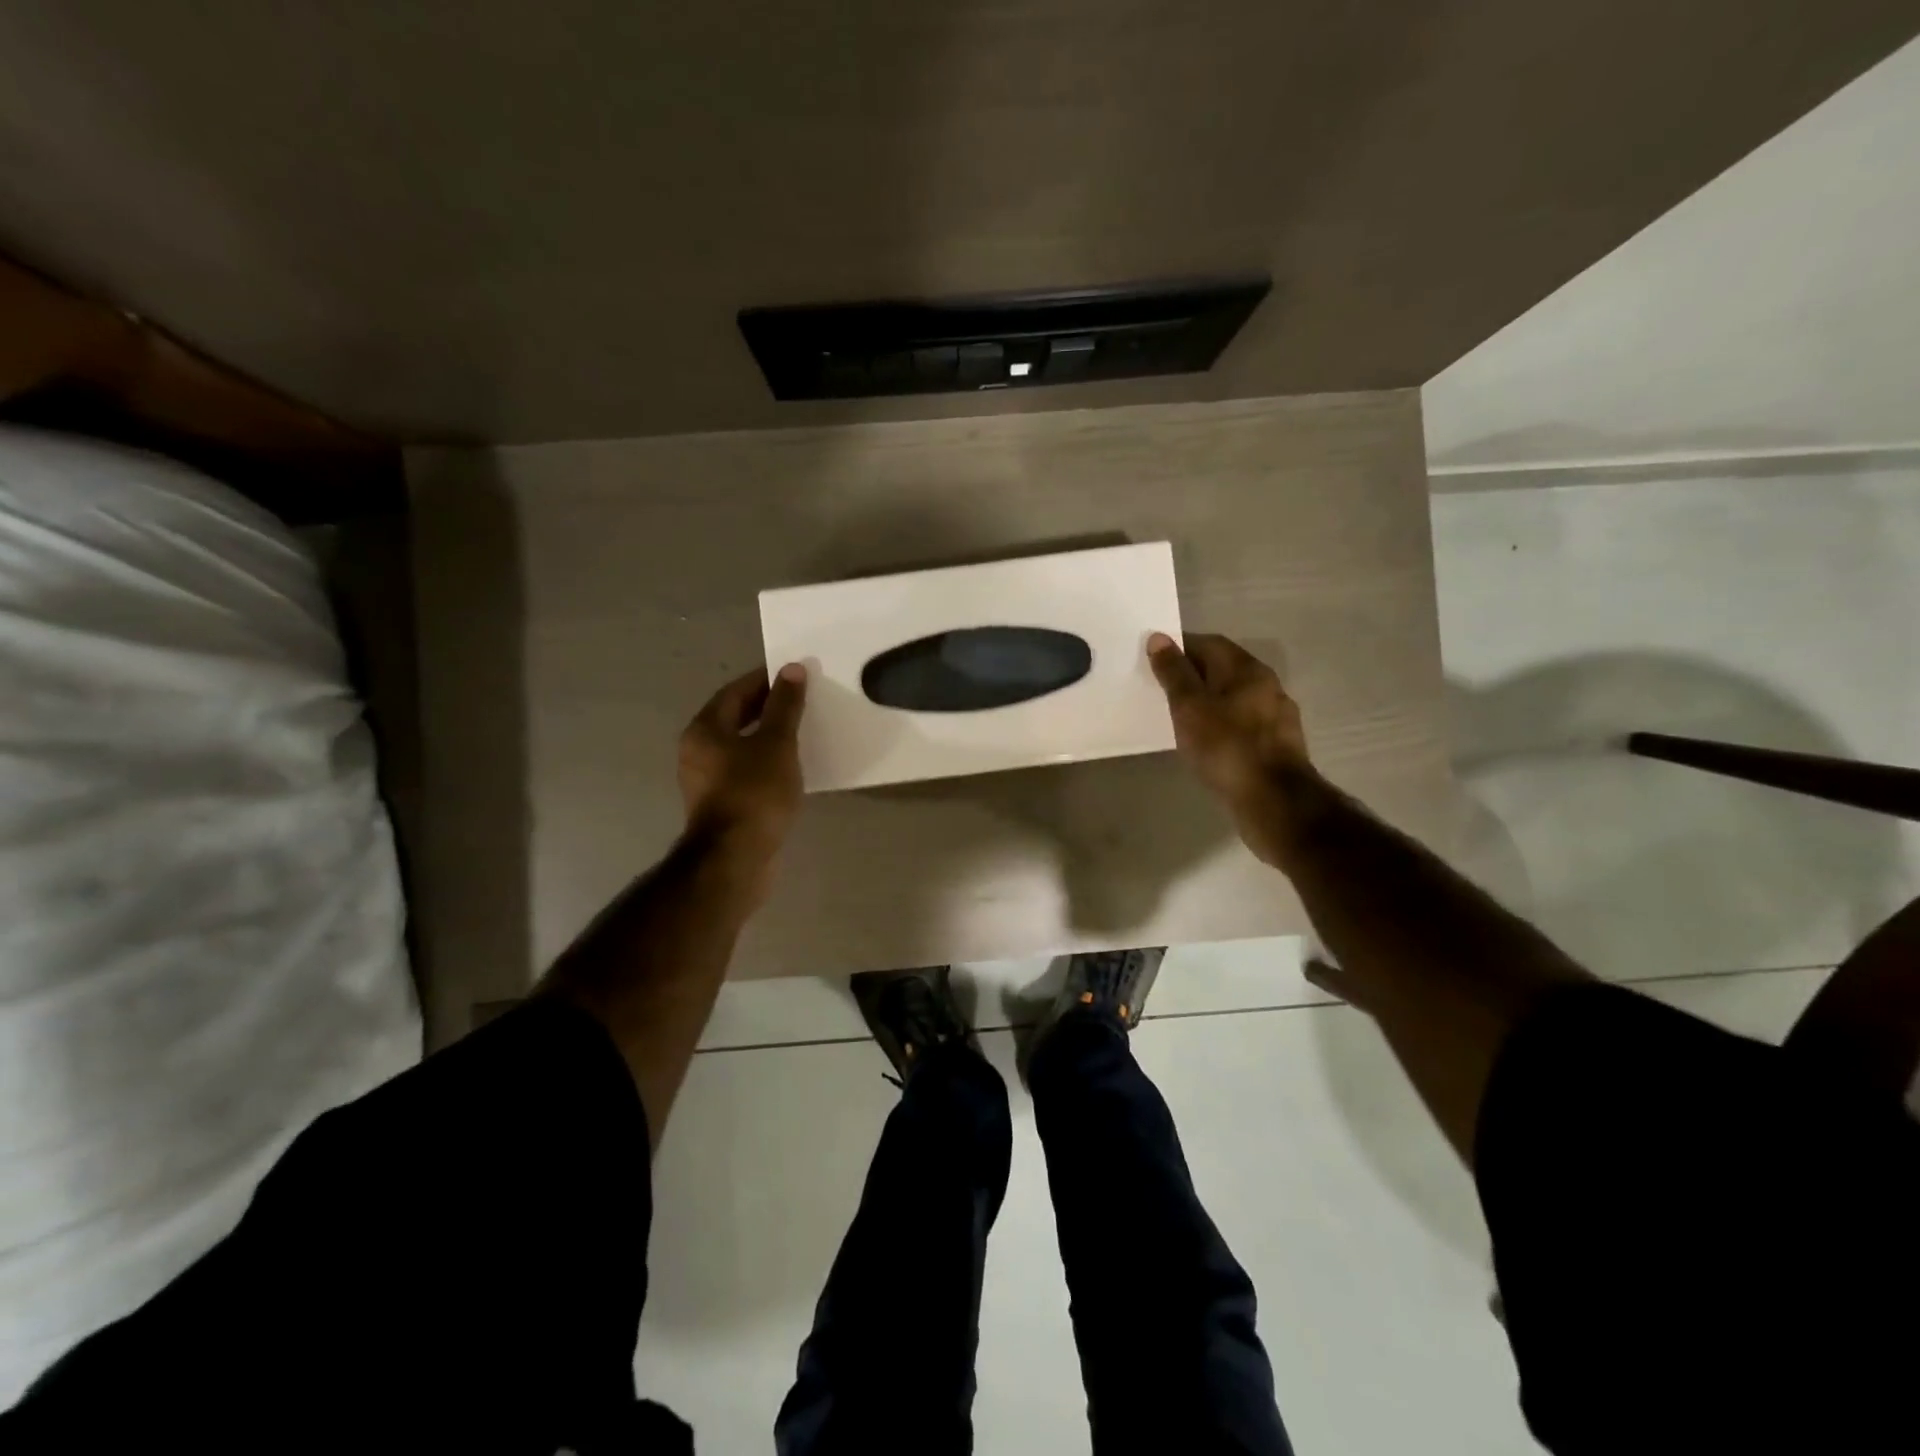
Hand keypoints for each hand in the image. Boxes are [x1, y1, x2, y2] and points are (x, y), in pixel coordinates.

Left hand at [678, 663, 807, 867]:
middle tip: (804, 701)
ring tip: (803, 732)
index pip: (736, 691)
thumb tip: (792, 669)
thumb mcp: (777, 744)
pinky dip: (767, 763)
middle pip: (735, 718)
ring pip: (741, 746)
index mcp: (705, 730)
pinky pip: (746, 771)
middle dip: (769, 708)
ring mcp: (708, 781)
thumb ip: (785, 706)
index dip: (766, 680)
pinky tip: (792, 768)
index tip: (796, 675)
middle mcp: (698, 751)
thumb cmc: (755, 793)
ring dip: (769, 737)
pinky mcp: (722, 805)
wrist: (736, 859)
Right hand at [1147, 631, 1314, 866]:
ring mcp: (1276, 718)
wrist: (1274, 803)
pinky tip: (1205, 742)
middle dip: (1193, 675)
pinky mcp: (1276, 747)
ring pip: (1234, 699)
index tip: (1154, 659)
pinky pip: (1241, 725)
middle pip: (1224, 670)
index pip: (1210, 643)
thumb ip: (1174, 673)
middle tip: (1161, 688)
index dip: (1180, 647)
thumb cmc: (1227, 747)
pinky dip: (1221, 725)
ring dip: (1208, 702)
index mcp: (1248, 670)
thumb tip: (1159, 638)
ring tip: (1179, 716)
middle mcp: (1267, 686)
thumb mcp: (1190, 707)